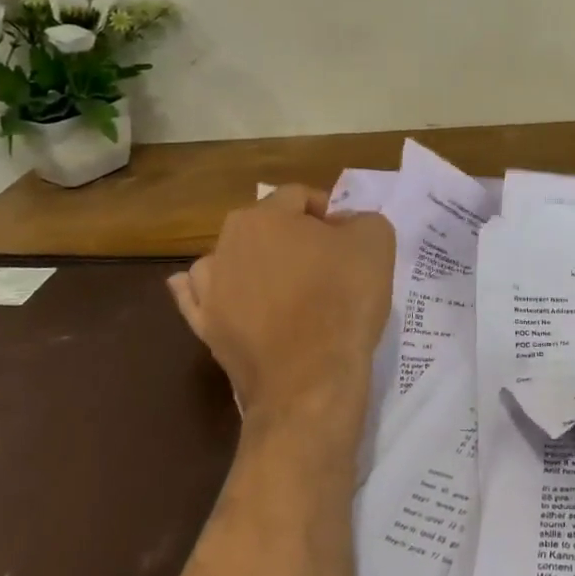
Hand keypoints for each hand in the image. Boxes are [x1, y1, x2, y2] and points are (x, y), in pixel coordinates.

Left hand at [169, 185, 394, 433]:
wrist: (311, 378)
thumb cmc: (343, 299)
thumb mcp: (376, 240)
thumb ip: (360, 218)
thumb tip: (341, 225)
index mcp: (265, 217)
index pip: (300, 197)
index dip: (328, 212)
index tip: (348, 239)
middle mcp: (227, 245)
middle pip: (263, 227)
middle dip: (291, 237)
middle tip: (325, 262)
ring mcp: (210, 290)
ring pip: (229, 260)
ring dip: (250, 263)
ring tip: (282, 284)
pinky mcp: (206, 330)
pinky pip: (198, 301)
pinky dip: (207, 294)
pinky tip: (213, 293)